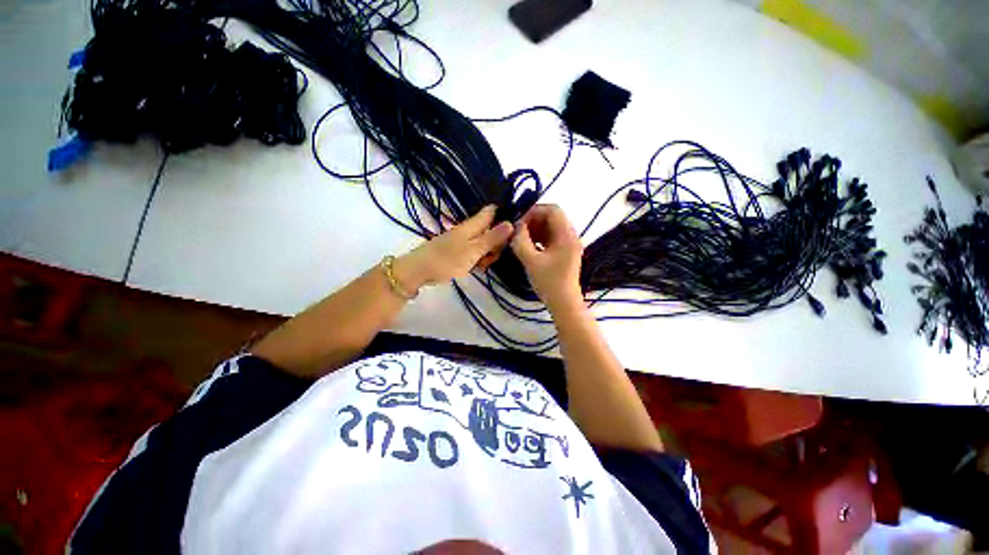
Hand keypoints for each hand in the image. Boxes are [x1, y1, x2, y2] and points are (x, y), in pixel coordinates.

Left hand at [397, 205, 513, 290]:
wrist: (419, 270)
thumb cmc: (447, 259)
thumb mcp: (473, 250)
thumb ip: (492, 238)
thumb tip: (511, 223)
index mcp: (473, 225)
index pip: (492, 212)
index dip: (504, 216)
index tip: (515, 230)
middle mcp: (469, 230)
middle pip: (491, 230)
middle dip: (498, 242)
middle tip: (493, 256)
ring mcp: (463, 241)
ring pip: (484, 243)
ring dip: (488, 253)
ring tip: (482, 265)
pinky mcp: (458, 251)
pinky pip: (475, 252)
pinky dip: (478, 259)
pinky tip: (477, 267)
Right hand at [511, 204, 584, 312]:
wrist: (563, 303)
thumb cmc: (549, 282)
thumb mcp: (531, 261)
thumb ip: (521, 241)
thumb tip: (516, 227)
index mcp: (566, 235)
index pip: (552, 210)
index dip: (534, 211)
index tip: (519, 222)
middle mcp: (570, 236)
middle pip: (552, 217)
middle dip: (533, 221)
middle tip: (518, 231)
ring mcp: (568, 244)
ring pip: (550, 228)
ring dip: (535, 230)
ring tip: (520, 239)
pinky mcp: (564, 252)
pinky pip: (551, 238)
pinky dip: (539, 238)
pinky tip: (528, 247)